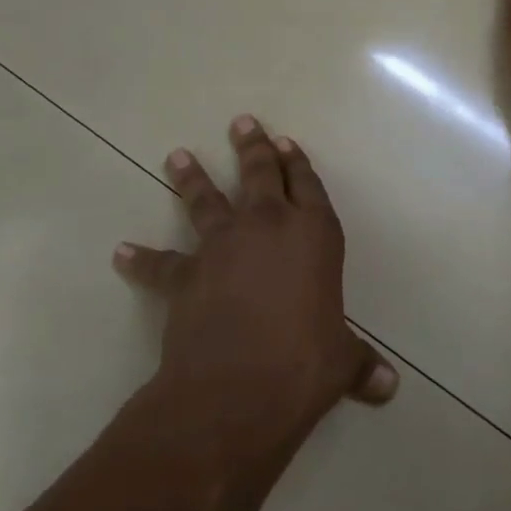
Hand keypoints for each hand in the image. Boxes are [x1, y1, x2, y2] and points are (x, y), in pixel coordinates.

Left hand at [114, 116, 397, 443]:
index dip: (298, 163)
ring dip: (191, 178)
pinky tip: (122, 252)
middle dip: (253, 148)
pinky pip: (160, 262)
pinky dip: (142, 258)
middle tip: (242, 123)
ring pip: (206, 201)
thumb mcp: (341, 361)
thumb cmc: (304, 363)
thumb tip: (387, 386)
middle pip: (259, 175)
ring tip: (176, 156)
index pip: (308, 187)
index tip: (286, 142)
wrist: (238, 387)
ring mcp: (222, 247)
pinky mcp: (185, 276)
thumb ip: (361, 365)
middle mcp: (267, 228)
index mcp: (314, 236)